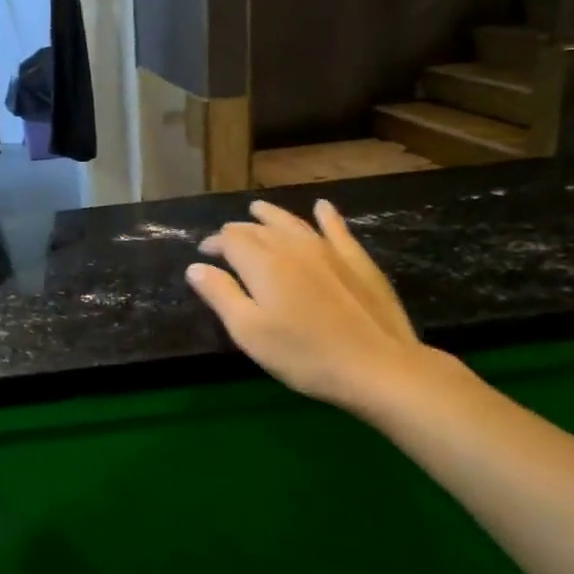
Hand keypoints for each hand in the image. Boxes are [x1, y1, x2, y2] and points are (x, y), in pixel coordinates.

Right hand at [187, 199, 436, 416]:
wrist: (377, 366)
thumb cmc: (304, 354)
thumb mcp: (249, 332)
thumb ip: (220, 295)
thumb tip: (196, 267)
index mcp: (262, 263)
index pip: (230, 240)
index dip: (214, 244)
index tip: (204, 255)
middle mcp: (292, 246)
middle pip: (259, 229)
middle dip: (238, 231)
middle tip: (225, 240)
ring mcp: (329, 250)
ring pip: (293, 222)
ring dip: (272, 215)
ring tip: (258, 209)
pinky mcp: (357, 260)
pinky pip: (337, 229)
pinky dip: (326, 216)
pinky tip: (322, 207)